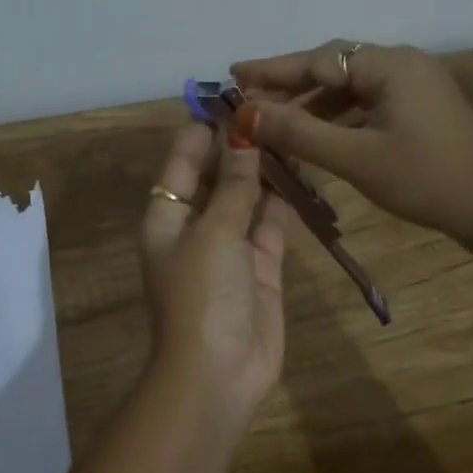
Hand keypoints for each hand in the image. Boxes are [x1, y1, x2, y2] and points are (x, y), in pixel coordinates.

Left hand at [139, 122, 290, 411]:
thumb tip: (244, 134)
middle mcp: (196, 228)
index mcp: (167, 217)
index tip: (233, 97)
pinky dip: (284, 202)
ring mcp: (231, 249)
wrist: (217, 375)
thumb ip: (234, 184)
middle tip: (276, 108)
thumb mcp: (214, 232)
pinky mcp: (262, 268)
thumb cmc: (202, 295)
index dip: (203, 130)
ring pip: (249, 198)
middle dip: (241, 147)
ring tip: (294, 131)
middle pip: (219, 177)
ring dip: (267, 171)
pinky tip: (304, 172)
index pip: (182, 162)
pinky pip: (272, 225)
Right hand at [231, 42, 472, 275]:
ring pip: (351, 86)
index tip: (233, 76)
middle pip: (334, 67)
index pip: (317, 59)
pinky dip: (339, 116)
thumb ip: (299, 132)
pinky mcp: (422, 107)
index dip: (272, 70)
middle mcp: (403, 63)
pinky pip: (369, 102)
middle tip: (249, 99)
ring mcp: (416, 85)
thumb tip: (246, 115)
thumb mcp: (356, 158)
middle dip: (290, 84)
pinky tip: (318, 134)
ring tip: (275, 121)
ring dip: (313, 103)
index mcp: (390, 65)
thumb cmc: (426, 180)